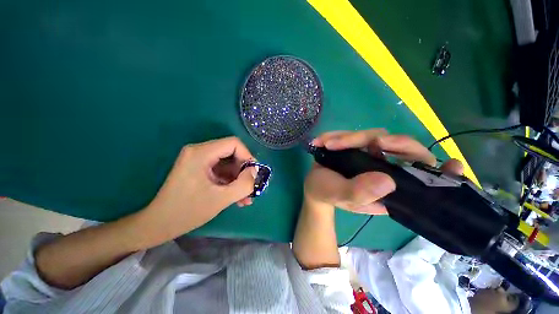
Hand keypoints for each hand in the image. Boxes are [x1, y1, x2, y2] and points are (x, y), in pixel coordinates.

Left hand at [138, 137, 255, 246]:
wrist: (159, 224)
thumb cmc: (187, 212)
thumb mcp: (221, 199)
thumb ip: (244, 184)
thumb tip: (255, 172)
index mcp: (201, 153)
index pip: (234, 143)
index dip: (247, 156)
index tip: (253, 174)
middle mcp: (199, 151)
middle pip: (232, 152)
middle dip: (243, 170)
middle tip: (250, 186)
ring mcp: (198, 160)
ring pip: (228, 163)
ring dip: (238, 179)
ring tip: (245, 197)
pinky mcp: (199, 168)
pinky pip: (221, 170)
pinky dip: (230, 182)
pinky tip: (236, 197)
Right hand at [305, 129, 463, 214]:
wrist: (314, 185)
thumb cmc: (327, 194)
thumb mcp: (340, 197)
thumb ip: (360, 192)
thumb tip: (388, 181)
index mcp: (389, 189)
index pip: (423, 179)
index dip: (442, 173)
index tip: (453, 165)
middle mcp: (386, 169)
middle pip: (403, 148)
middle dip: (389, 142)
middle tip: (371, 143)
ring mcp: (372, 155)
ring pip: (376, 136)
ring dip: (350, 138)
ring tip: (328, 144)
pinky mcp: (358, 146)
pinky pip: (354, 135)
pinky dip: (338, 135)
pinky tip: (322, 140)